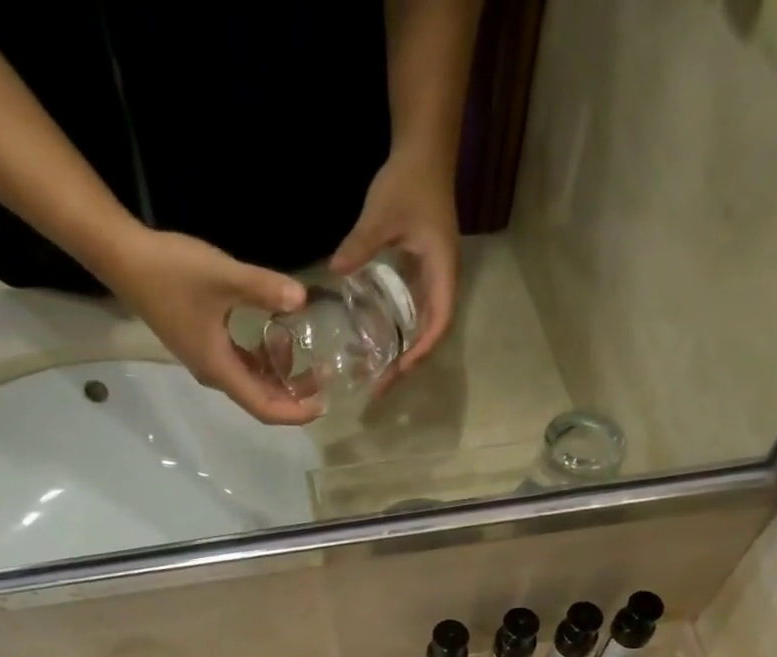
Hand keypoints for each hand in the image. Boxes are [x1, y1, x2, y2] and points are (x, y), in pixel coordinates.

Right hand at [100, 229, 321, 425]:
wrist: (124, 258)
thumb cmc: (171, 271)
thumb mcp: (223, 276)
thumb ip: (264, 289)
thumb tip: (303, 299)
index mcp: (220, 370)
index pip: (264, 408)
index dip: (296, 412)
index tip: (323, 404)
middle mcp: (215, 374)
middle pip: (261, 398)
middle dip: (295, 394)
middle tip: (324, 376)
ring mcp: (207, 360)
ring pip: (252, 381)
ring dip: (280, 376)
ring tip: (309, 357)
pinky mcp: (204, 343)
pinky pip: (241, 363)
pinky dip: (264, 359)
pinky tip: (278, 337)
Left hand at [330, 150, 461, 379]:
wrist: (424, 152)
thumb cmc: (409, 181)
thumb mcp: (381, 213)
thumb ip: (360, 244)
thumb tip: (333, 271)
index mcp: (441, 271)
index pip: (439, 321)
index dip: (421, 349)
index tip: (400, 369)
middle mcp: (442, 281)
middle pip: (432, 333)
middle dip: (410, 362)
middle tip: (382, 385)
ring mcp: (433, 278)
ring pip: (425, 326)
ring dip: (406, 351)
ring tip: (380, 373)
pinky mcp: (422, 273)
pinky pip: (415, 312)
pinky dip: (401, 332)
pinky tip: (380, 343)